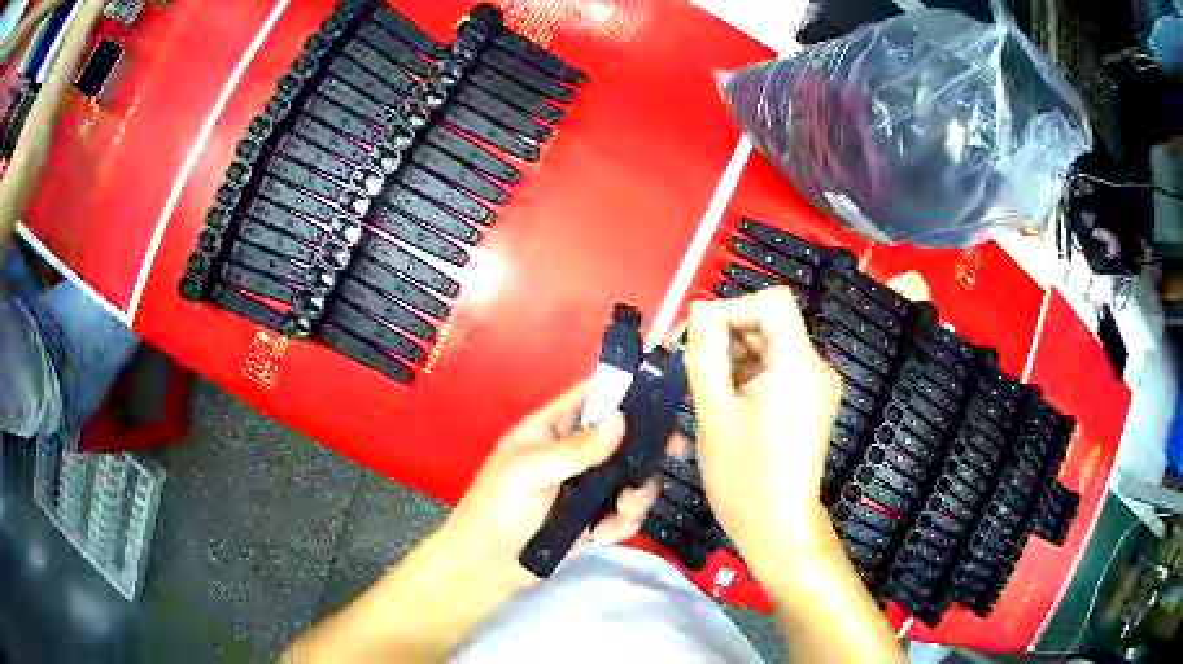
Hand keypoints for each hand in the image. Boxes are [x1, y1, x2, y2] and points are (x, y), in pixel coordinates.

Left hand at [436, 382, 659, 588]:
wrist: (485, 568)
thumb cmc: (496, 509)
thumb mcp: (529, 471)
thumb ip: (576, 449)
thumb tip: (621, 418)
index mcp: (551, 429)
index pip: (591, 396)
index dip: (624, 390)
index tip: (663, 394)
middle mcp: (574, 453)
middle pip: (624, 437)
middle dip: (648, 447)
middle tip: (675, 452)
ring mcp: (587, 487)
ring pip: (632, 477)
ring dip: (635, 495)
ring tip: (619, 514)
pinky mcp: (595, 518)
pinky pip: (625, 511)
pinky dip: (621, 524)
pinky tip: (599, 537)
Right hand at [684, 287, 841, 572]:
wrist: (778, 530)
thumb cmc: (745, 477)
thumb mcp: (714, 413)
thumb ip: (705, 354)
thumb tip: (700, 310)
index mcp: (798, 364)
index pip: (771, 302)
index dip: (731, 308)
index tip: (695, 337)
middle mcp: (814, 368)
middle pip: (768, 325)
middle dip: (724, 336)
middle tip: (683, 364)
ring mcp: (813, 388)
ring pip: (767, 350)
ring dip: (730, 360)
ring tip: (696, 390)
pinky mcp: (807, 405)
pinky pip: (774, 374)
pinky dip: (744, 379)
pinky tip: (718, 404)